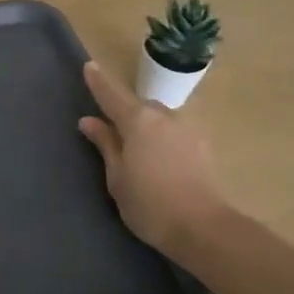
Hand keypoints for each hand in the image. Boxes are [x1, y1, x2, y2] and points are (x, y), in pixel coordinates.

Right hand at [78, 62, 228, 255]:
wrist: (204, 228)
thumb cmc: (149, 203)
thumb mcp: (117, 176)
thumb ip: (105, 144)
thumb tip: (89, 121)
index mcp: (138, 121)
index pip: (112, 95)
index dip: (99, 82)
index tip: (89, 66)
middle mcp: (164, 117)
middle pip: (140, 106)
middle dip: (126, 112)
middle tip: (114, 132)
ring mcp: (188, 130)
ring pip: (160, 120)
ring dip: (148, 127)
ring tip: (140, 152)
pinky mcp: (203, 147)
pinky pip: (175, 133)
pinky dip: (164, 140)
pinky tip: (161, 161)